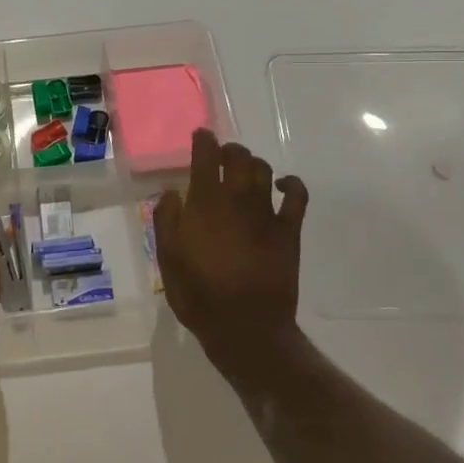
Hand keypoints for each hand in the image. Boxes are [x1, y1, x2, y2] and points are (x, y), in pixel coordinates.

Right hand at [154, 131, 308, 381]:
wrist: (245, 327)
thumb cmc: (198, 294)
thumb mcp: (167, 258)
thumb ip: (166, 220)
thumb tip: (171, 192)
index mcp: (205, 203)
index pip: (206, 157)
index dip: (204, 141)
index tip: (201, 136)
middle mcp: (237, 199)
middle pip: (239, 157)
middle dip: (230, 150)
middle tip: (222, 156)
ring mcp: (266, 213)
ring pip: (264, 170)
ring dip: (253, 164)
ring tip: (245, 170)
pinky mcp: (289, 230)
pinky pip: (297, 196)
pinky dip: (291, 184)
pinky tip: (283, 185)